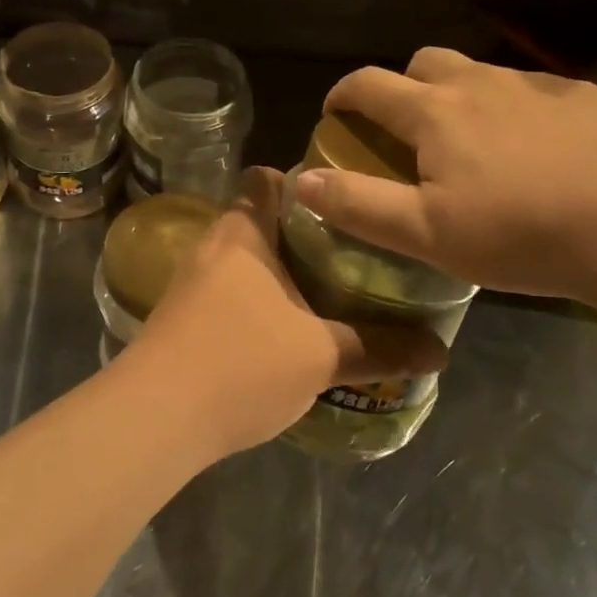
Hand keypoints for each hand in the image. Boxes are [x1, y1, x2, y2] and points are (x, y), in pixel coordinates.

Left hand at [122, 167, 447, 457]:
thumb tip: (440, 350)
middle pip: (260, 221)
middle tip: (350, 254)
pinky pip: (228, 295)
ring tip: (327, 294)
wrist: (156, 417)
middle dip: (302, 236)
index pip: (265, 179)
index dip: (301, 182)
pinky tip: (285, 335)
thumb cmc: (242, 362)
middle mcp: (213, 246)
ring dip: (279, 274)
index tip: (341, 204)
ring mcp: (191, 283)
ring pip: (244, 263)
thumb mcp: (321, 356)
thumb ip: (379, 348)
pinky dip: (257, 304)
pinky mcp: (181, 319)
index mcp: (244, 232)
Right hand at [292, 48, 596, 300]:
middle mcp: (477, 83)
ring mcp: (533, 84)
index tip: (335, 115)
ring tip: (473, 141)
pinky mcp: (580, 95)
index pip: (368, 84)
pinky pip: (529, 88)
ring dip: (458, 95)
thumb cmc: (518, 233)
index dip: (342, 95)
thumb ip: (358, 205)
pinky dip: (512, 107)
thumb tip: (302, 182)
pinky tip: (534, 147)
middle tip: (408, 130)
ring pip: (477, 72)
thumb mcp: (426, 233)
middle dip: (402, 87)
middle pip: (423, 63)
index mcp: (434, 113)